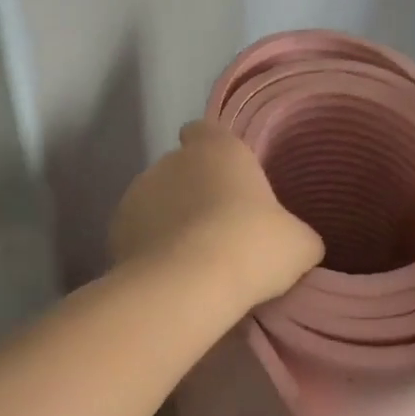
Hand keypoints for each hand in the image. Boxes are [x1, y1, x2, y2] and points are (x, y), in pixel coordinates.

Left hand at [110, 122, 323, 306]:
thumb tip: (293, 241)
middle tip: (219, 231)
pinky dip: (150, 249)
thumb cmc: (252, 246)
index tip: (225, 177)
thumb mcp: (299, 244)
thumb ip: (294, 232)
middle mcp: (171, 160)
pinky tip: (168, 277)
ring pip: (156, 202)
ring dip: (169, 221)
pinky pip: (138, 234)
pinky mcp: (115, 229)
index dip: (212, 150)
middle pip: (181, 169)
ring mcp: (137, 192)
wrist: (188, 285)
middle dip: (193, 193)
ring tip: (191, 260)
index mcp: (216, 148)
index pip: (204, 130)